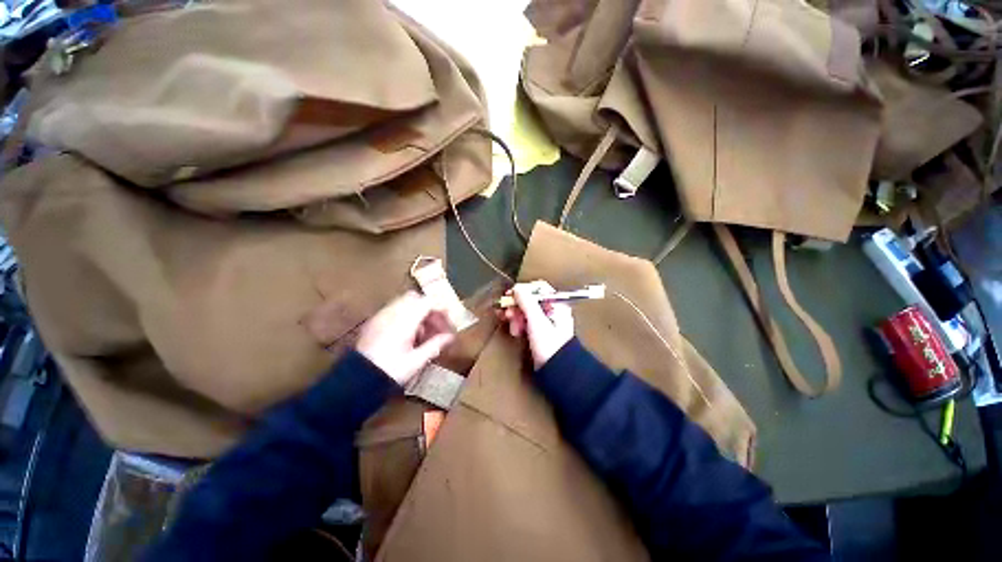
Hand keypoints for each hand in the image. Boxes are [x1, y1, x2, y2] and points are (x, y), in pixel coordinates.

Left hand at [356, 291, 455, 385]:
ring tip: (423, 333)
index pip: (427, 302)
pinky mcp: (373, 322)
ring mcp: (380, 316)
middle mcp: (391, 313)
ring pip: (404, 303)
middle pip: (415, 298)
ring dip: (417, 312)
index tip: (449, 321)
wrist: (355, 382)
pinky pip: (394, 310)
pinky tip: (408, 336)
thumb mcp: (416, 361)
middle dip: (429, 308)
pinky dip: (405, 316)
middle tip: (436, 325)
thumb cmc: (389, 372)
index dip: (441, 308)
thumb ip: (434, 345)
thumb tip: (450, 337)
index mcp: (404, 321)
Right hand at [501, 281, 573, 369]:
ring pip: (526, 311)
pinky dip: (519, 324)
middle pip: (530, 300)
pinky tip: (515, 331)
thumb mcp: (537, 321)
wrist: (556, 370)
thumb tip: (517, 287)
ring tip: (513, 327)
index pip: (540, 289)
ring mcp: (545, 322)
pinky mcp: (538, 332)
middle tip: (508, 312)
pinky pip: (526, 322)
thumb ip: (526, 302)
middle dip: (517, 306)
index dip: (525, 290)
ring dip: (516, 316)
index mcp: (557, 305)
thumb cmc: (549, 344)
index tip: (511, 294)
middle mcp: (552, 311)